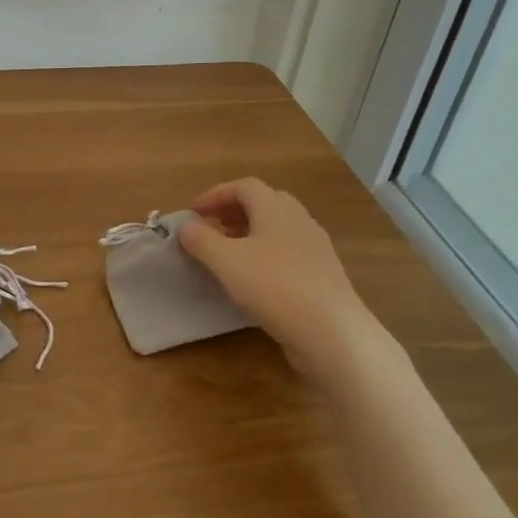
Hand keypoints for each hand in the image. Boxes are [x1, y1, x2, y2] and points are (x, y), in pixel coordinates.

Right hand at [178, 177, 381, 377]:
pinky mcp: (322, 272)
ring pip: (277, 227)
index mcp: (275, 208)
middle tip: (211, 227)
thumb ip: (200, 239)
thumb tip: (186, 226)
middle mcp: (298, 219)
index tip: (193, 213)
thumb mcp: (225, 261)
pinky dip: (265, 252)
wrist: (331, 331)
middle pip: (263, 202)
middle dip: (233, 210)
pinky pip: (287, 250)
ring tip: (228, 252)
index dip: (215, 195)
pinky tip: (254, 277)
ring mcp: (314, 246)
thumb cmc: (273, 286)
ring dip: (249, 232)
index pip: (243, 186)